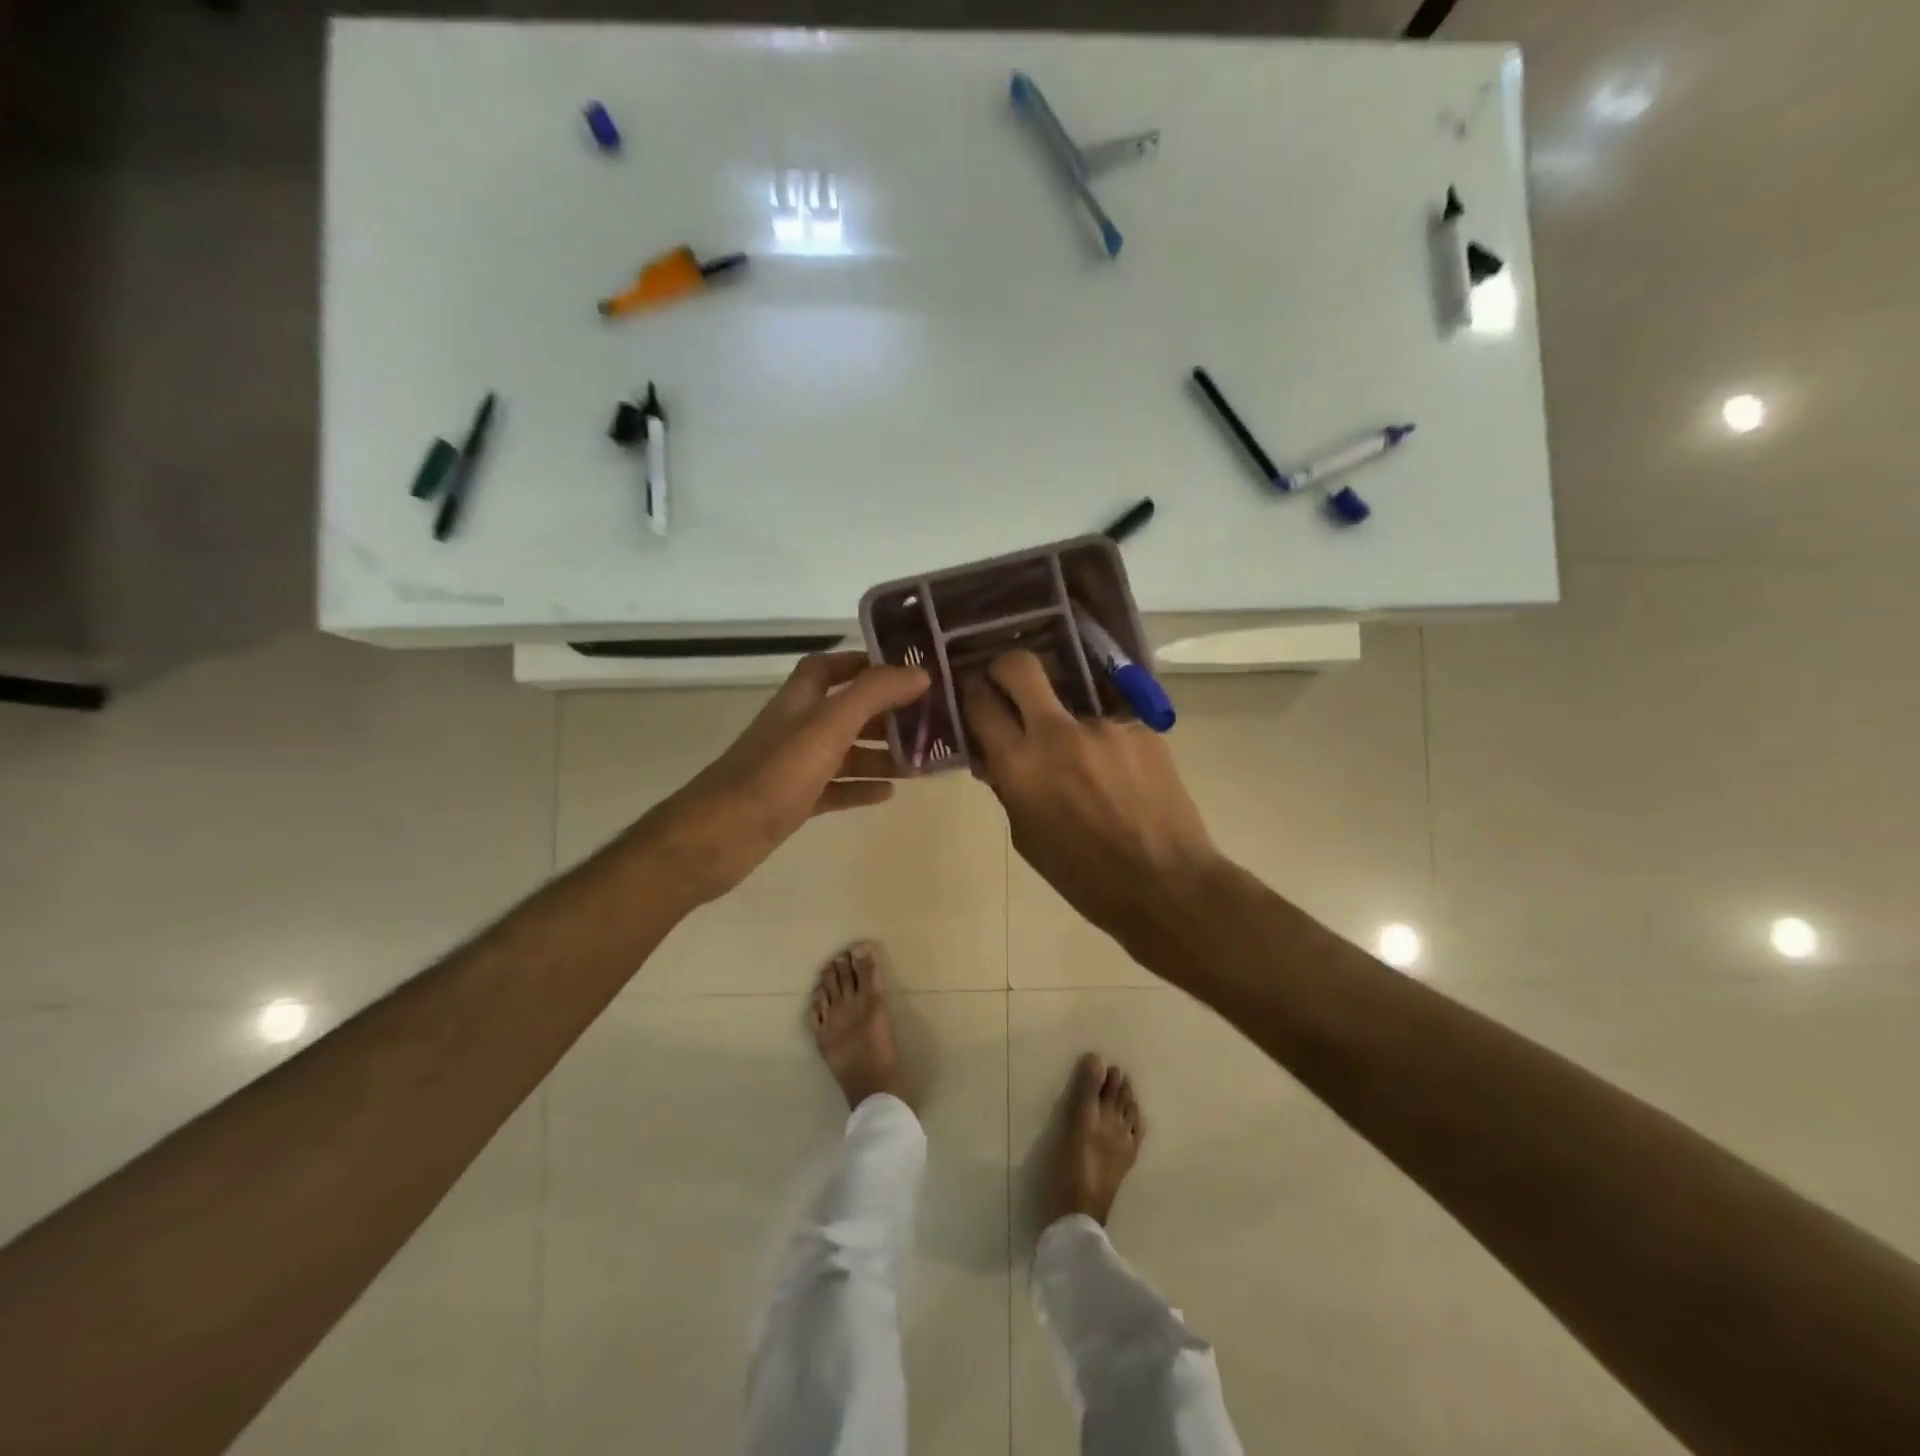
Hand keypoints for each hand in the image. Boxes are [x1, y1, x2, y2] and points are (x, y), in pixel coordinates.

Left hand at [635, 651, 928, 908]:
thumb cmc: (774, 775)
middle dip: (885, 715)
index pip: (829, 667)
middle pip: (846, 711)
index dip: (863, 663)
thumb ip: (873, 695)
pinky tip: (889, 794)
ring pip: (845, 753)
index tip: (905, 672)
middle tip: (928, 724)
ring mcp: (794, 767)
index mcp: (800, 701)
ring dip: (880, 755)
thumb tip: (919, 673)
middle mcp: (797, 728)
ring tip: (920, 764)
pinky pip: (836, 788)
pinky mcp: (794, 802)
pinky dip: (862, 788)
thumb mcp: (828, 726)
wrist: (716, 839)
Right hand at [962, 650, 1221, 945]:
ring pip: (1071, 698)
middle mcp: (1059, 733)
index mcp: (1021, 766)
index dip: (971, 692)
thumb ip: (1008, 787)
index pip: (980, 703)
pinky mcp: (1141, 728)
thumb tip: (996, 757)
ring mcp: (1105, 725)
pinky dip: (1104, 741)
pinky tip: (1119, 774)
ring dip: (1064, 719)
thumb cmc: (1085, 877)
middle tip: (1008, 684)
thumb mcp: (1027, 838)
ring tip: (1084, 760)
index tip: (974, 693)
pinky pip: (1109, 722)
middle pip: (1020, 666)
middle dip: (1005, 667)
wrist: (1166, 885)